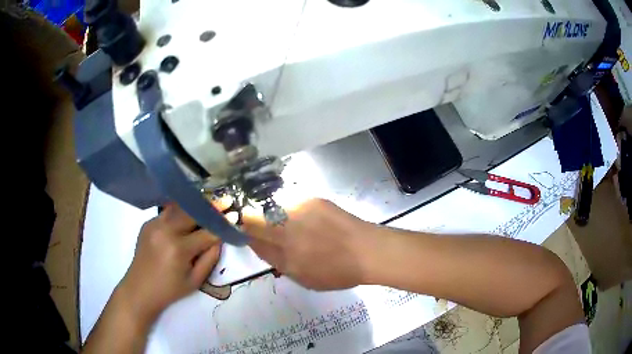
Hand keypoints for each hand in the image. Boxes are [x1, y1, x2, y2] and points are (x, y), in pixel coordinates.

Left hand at [119, 203, 221, 323]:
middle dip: (210, 209)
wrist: (139, 289)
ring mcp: (154, 224)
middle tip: (225, 203)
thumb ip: (210, 259)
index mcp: (179, 249)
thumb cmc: (170, 290)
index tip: (234, 219)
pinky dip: (180, 212)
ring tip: (208, 206)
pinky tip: (186, 216)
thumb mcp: (195, 281)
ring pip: (179, 208)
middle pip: (193, 212)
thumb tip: (220, 239)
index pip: (207, 233)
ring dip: (195, 207)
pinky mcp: (148, 223)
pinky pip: (167, 212)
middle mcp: (166, 230)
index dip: (222, 226)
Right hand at [243, 199, 375, 289]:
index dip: (245, 236)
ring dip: (268, 213)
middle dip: (249, 221)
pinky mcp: (311, 200)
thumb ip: (278, 262)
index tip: (245, 234)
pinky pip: (289, 201)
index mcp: (286, 257)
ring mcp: (300, 213)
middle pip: (253, 219)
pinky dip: (287, 207)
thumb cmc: (339, 272)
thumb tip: (258, 244)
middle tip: (255, 223)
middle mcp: (289, 233)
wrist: (368, 251)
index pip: (253, 241)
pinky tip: (299, 214)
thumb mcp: (304, 279)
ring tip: (280, 219)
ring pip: (269, 207)